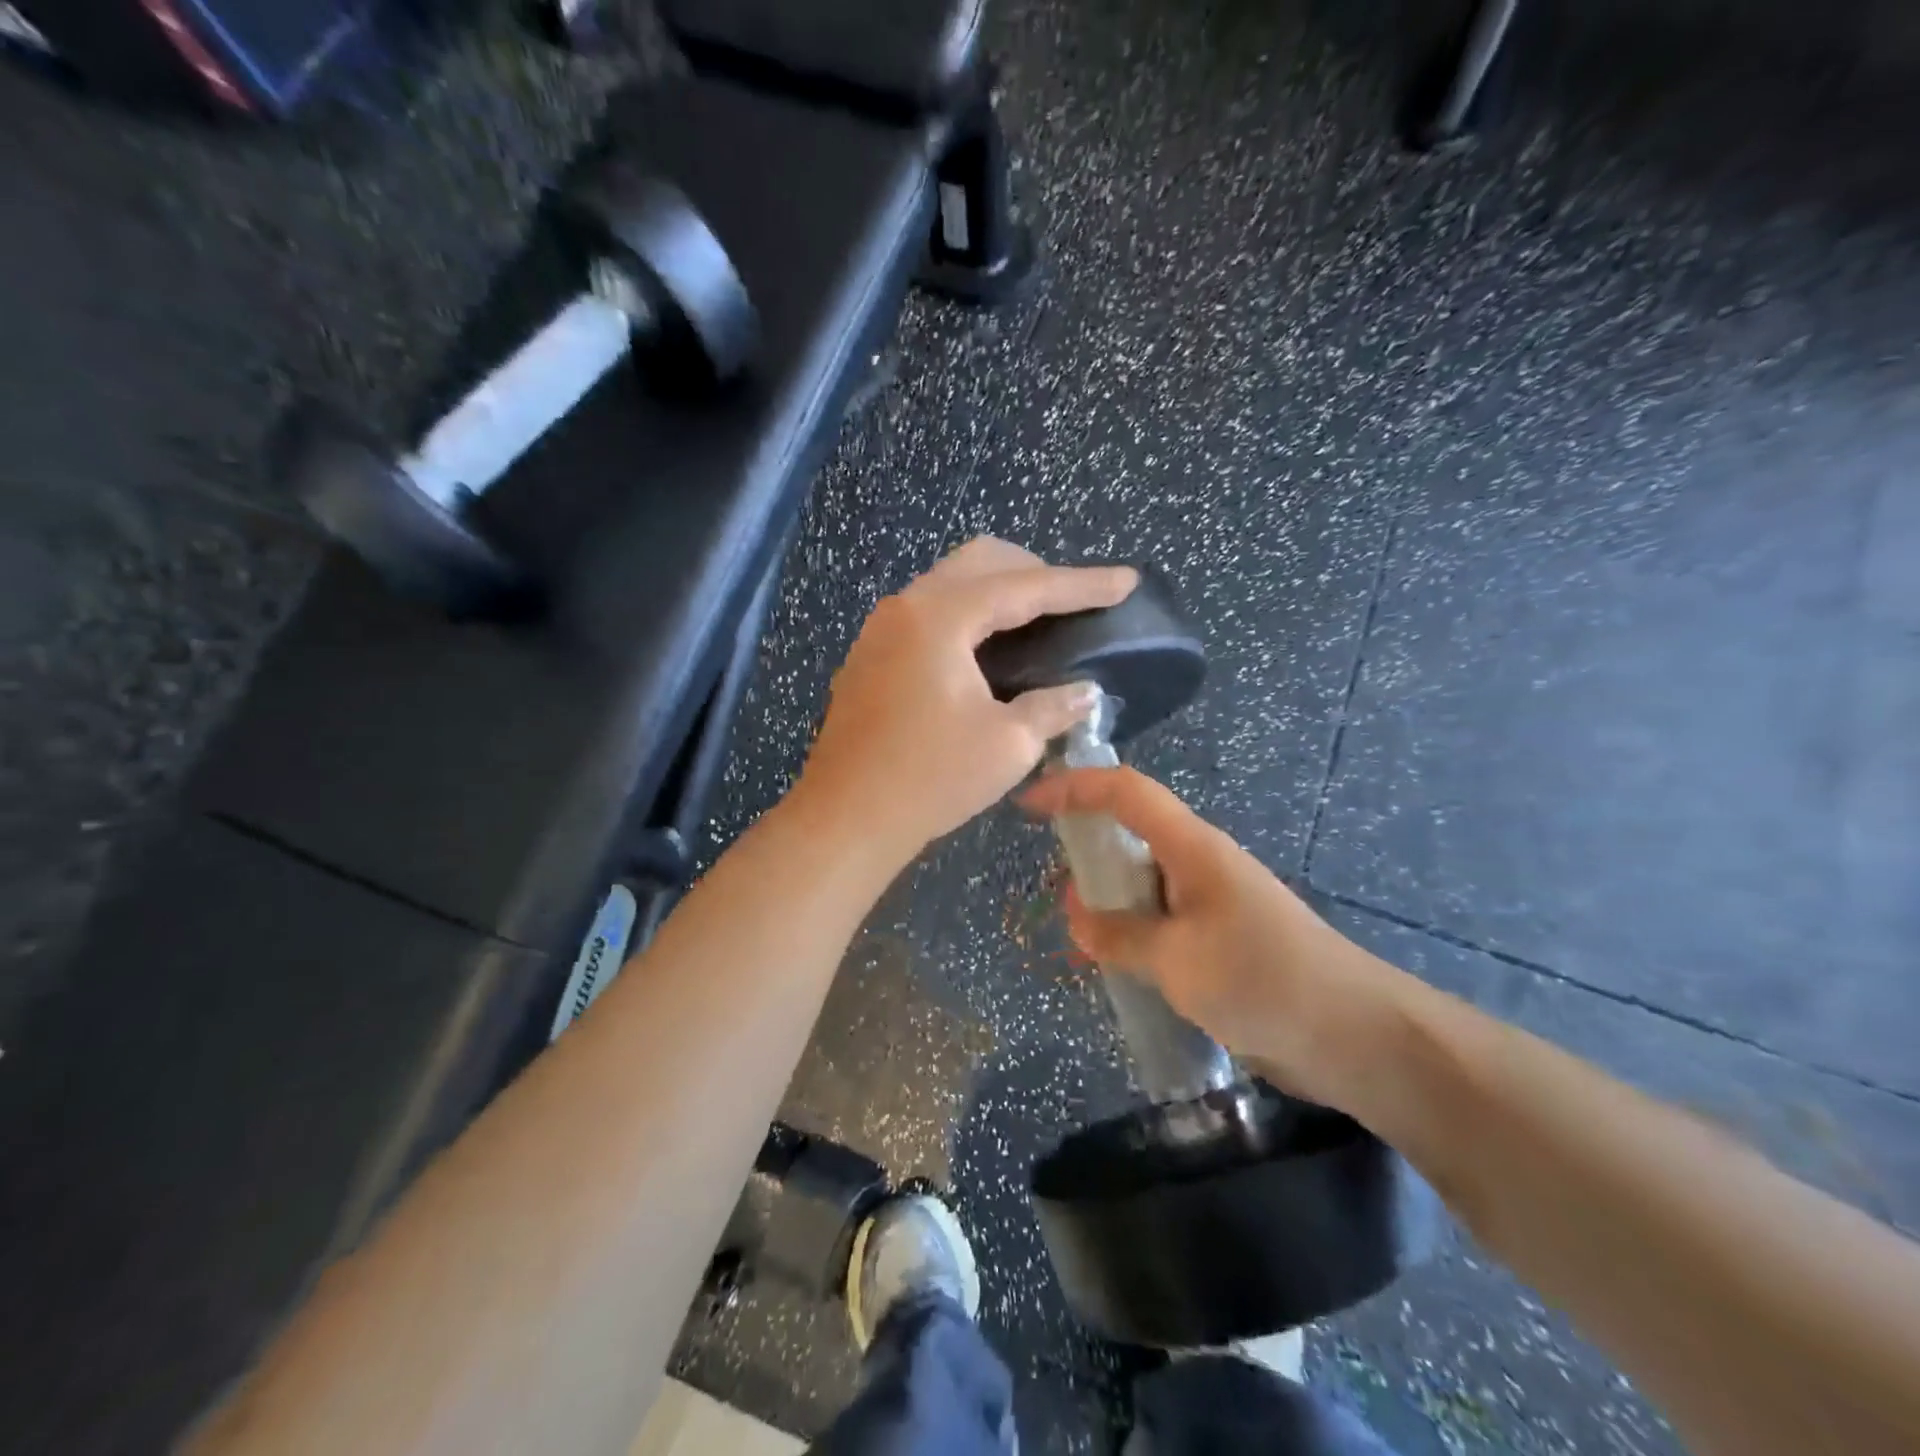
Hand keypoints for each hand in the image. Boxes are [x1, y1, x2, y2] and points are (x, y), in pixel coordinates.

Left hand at [793, 539, 1137, 866]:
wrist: (844, 819)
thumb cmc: (930, 779)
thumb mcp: (1007, 744)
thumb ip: (1052, 706)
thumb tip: (1085, 692)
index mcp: (940, 616)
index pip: (1025, 586)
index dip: (1081, 585)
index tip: (1126, 581)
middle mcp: (905, 607)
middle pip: (980, 562)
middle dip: (1034, 571)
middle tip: (1074, 601)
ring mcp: (880, 629)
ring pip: (949, 583)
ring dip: (996, 590)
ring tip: (1036, 621)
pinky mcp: (870, 656)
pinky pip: (928, 612)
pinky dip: (966, 615)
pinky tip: (986, 649)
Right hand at [1020, 765, 1407, 1105]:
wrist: (1354, 1035)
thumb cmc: (1261, 978)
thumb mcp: (1175, 959)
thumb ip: (1119, 935)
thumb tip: (1079, 918)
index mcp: (1191, 846)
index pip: (1124, 791)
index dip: (1073, 787)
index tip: (1028, 805)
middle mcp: (1199, 862)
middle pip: (1132, 830)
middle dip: (1088, 847)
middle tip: (1056, 887)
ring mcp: (1212, 900)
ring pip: (1144, 879)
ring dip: (1109, 897)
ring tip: (1080, 935)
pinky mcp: (1221, 937)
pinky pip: (1162, 918)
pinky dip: (1132, 929)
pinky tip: (1117, 964)